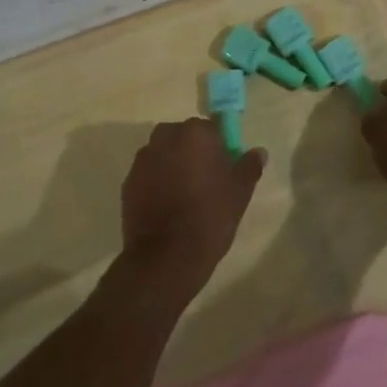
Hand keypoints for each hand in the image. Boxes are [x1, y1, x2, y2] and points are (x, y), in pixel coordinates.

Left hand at [118, 119, 265, 302]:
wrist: (166, 258)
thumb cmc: (209, 218)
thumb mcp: (240, 193)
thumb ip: (249, 166)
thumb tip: (259, 152)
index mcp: (194, 134)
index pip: (210, 128)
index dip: (219, 146)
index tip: (224, 168)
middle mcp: (165, 138)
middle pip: (183, 137)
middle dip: (192, 151)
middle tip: (206, 180)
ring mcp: (143, 160)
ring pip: (163, 154)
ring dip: (173, 165)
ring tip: (185, 195)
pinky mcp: (127, 183)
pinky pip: (148, 174)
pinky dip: (157, 182)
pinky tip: (167, 206)